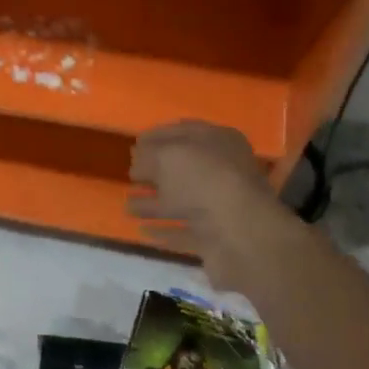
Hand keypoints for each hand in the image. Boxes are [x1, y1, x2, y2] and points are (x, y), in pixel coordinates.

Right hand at [128, 121, 286, 292]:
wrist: (241, 234)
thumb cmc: (204, 181)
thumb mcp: (168, 156)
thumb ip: (148, 155)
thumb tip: (137, 160)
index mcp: (219, 141)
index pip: (184, 131)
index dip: (157, 136)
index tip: (133, 144)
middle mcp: (223, 171)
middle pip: (184, 168)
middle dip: (155, 171)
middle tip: (130, 175)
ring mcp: (221, 206)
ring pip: (182, 200)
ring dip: (155, 203)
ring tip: (127, 205)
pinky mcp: (216, 237)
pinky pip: (185, 231)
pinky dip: (165, 231)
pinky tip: (143, 232)